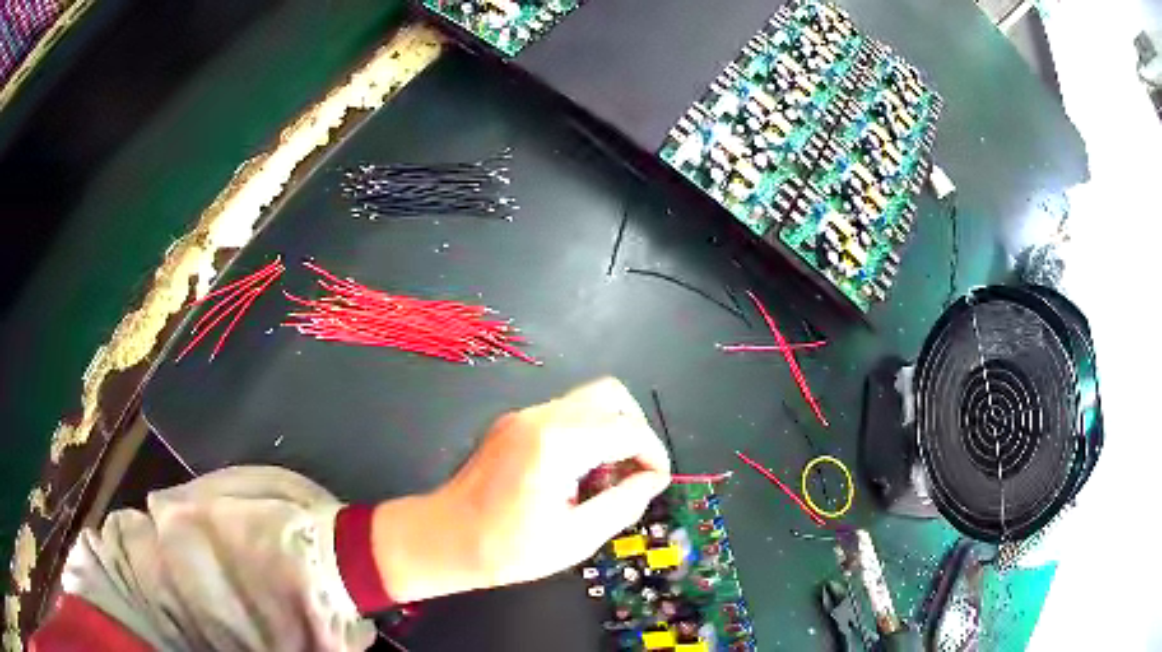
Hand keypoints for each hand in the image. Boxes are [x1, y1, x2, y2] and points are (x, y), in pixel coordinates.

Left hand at [370, 378, 671, 601]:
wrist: (442, 539)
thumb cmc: (506, 549)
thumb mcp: (576, 538)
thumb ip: (623, 504)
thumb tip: (653, 480)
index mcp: (556, 443)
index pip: (627, 429)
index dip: (653, 454)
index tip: (658, 482)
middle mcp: (539, 416)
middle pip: (609, 395)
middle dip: (634, 429)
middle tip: (634, 471)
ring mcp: (521, 416)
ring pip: (586, 401)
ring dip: (609, 431)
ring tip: (604, 478)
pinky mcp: (511, 424)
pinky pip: (563, 414)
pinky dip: (585, 434)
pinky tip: (576, 474)